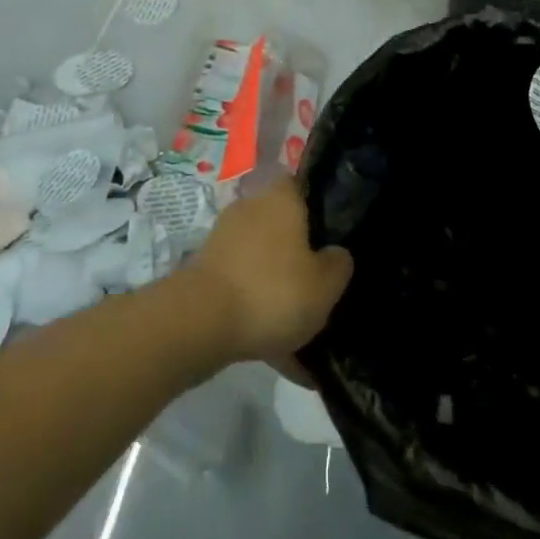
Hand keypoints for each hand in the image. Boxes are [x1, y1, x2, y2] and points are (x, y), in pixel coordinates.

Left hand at [189, 179, 353, 362]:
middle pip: (282, 225)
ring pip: (263, 261)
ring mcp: (225, 240)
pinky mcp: (207, 271)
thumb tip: (337, 253)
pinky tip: (279, 353)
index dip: (317, 204)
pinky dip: (258, 313)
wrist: (201, 322)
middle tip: (319, 284)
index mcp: (281, 199)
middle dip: (298, 254)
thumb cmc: (272, 291)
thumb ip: (338, 265)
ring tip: (301, 330)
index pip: (301, 185)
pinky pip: (243, 289)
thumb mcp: (325, 285)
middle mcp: (250, 209)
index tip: (332, 233)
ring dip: (278, 288)